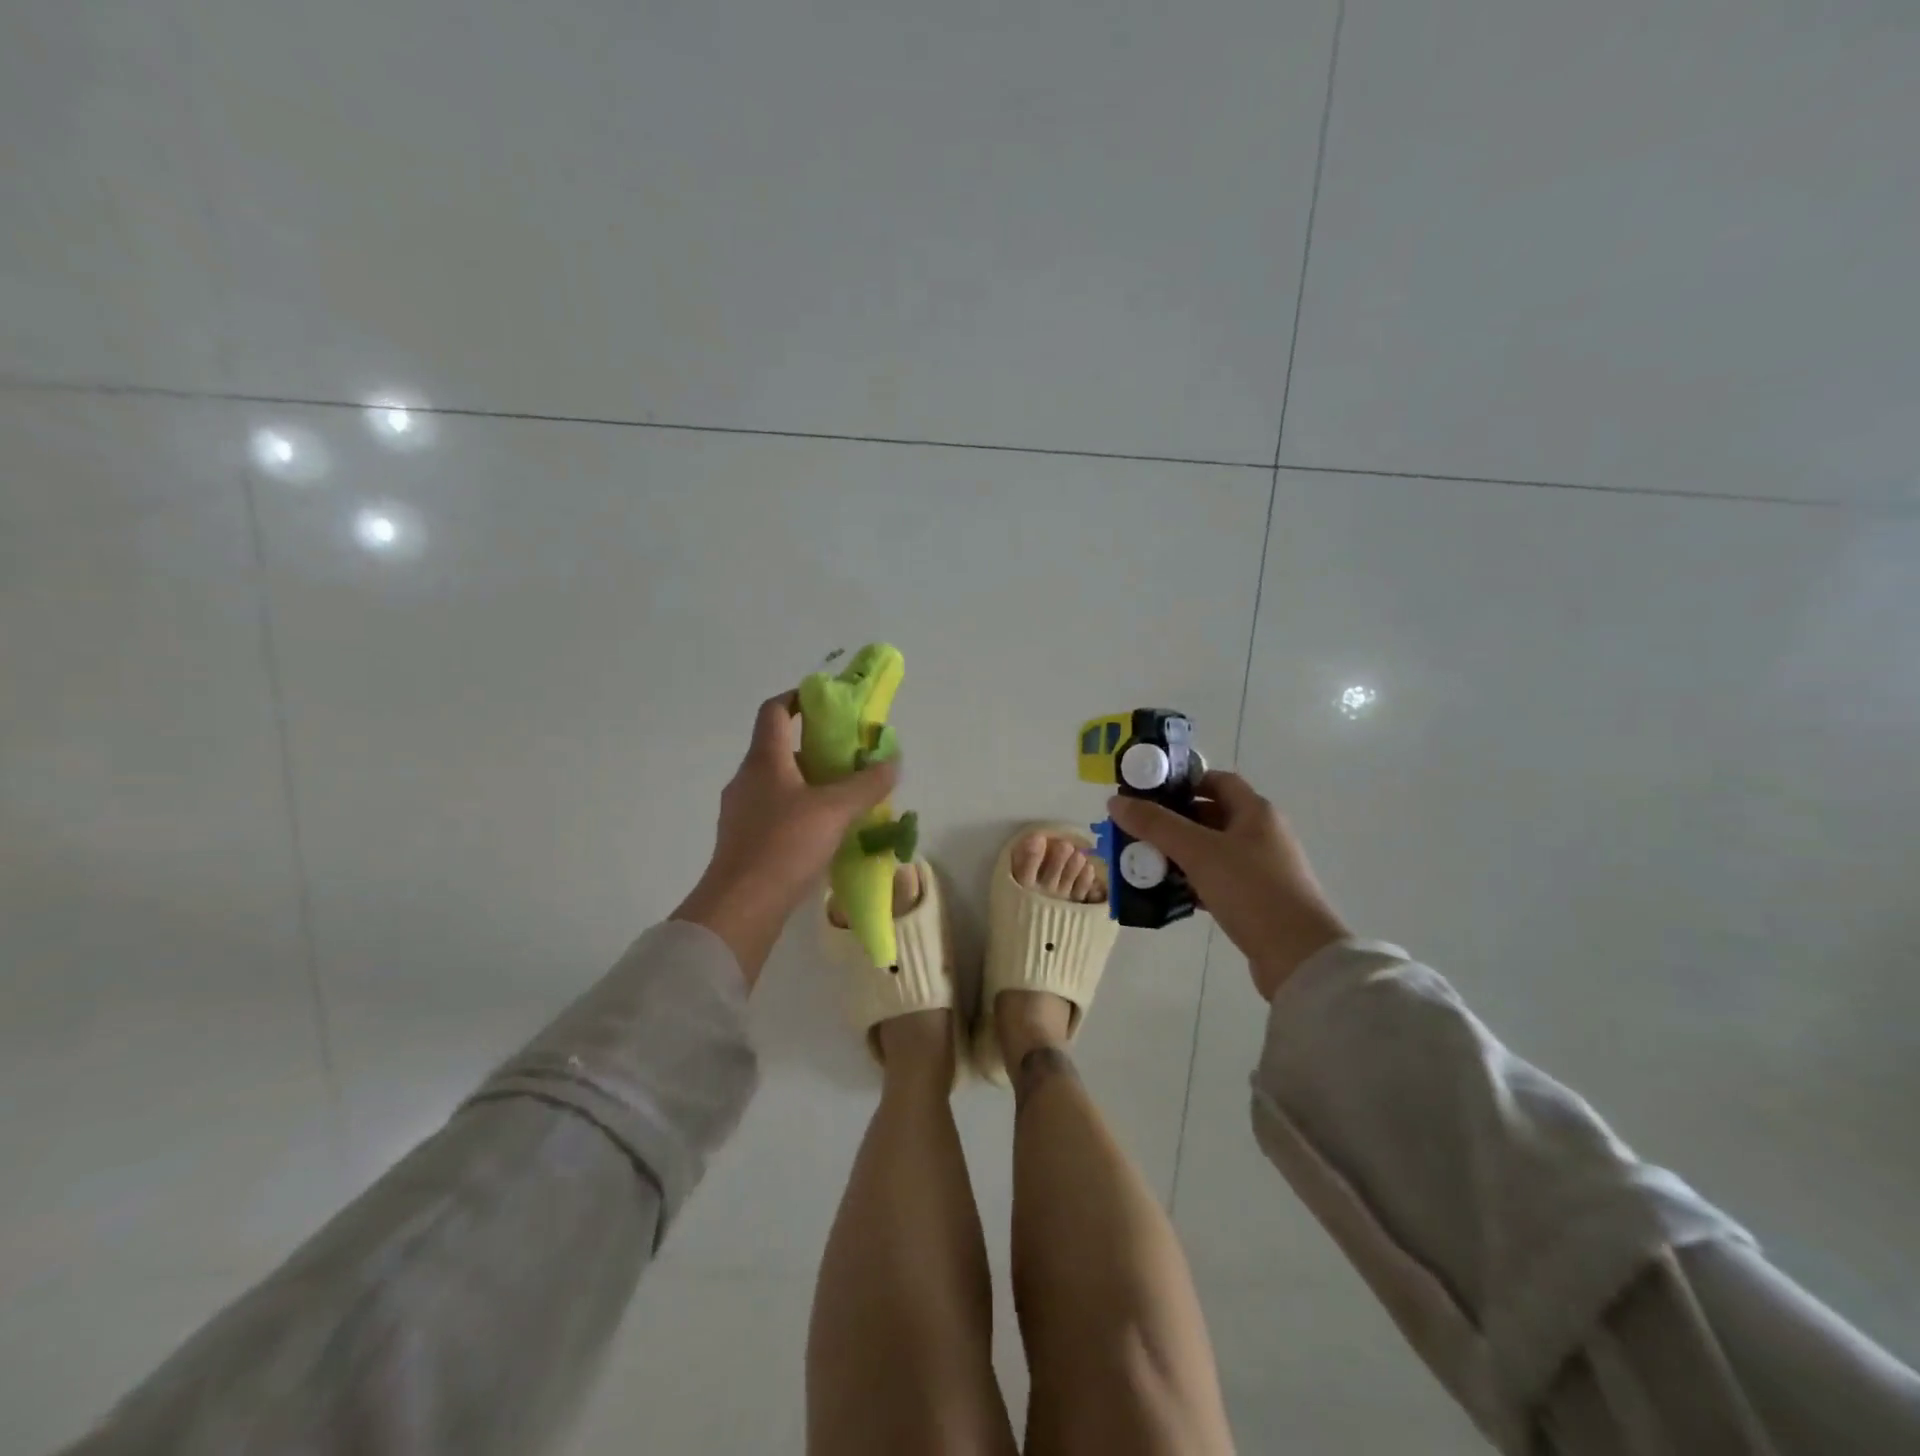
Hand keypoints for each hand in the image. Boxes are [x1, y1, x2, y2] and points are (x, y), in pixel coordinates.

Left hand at [673, 692, 899, 985]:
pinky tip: (823, 832)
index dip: (798, 698)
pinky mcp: (743, 840)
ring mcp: (740, 811)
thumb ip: (868, 784)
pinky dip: (798, 810)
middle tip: (849, 757)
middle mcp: (747, 778)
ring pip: (778, 782)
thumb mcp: (836, 811)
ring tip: (843, 796)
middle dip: (815, 747)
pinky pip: (774, 811)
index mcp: (764, 760)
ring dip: (808, 782)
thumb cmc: (785, 845)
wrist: (740, 908)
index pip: (774, 711)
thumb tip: (892, 761)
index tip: (826, 701)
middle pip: (779, 747)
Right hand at [1108, 772, 1348, 999]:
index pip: (1217, 781)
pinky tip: (1166, 891)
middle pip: (1211, 815)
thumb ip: (1156, 825)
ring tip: (1142, 861)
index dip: (1183, 782)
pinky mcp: (1257, 900)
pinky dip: (1192, 881)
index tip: (1148, 792)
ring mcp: (1261, 869)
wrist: (1299, 957)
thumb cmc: (1251, 890)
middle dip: (1172, 821)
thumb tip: (1115, 801)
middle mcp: (1262, 834)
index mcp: (1256, 812)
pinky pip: (1217, 880)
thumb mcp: (1198, 852)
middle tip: (1136, 829)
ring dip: (1179, 853)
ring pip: (1211, 851)